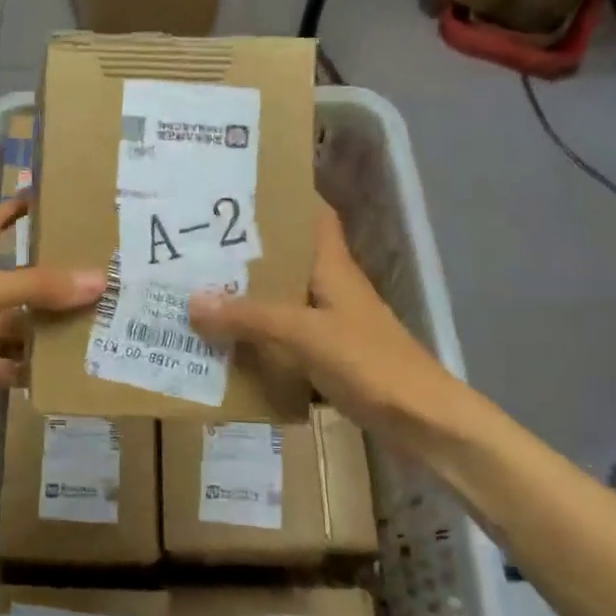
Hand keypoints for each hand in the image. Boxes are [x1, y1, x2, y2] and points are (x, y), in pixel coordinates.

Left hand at [0, 195, 104, 431]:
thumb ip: (41, 285)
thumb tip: (98, 280)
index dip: (13, 209)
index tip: (44, 198)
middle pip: (18, 280)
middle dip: (51, 278)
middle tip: (94, 273)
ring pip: (20, 325)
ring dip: (48, 326)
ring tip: (93, 322)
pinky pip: (14, 364)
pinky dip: (35, 366)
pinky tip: (67, 366)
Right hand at [188, 200, 473, 444]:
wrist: (422, 422)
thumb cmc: (369, 362)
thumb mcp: (304, 334)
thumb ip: (250, 317)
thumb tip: (192, 300)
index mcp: (333, 268)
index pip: (315, 217)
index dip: (285, 200)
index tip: (240, 193)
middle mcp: (331, 289)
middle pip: (287, 260)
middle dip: (247, 254)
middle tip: (197, 246)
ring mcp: (331, 325)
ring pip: (282, 302)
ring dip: (248, 300)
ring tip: (198, 292)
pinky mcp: (328, 358)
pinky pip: (283, 340)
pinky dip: (258, 340)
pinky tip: (225, 345)